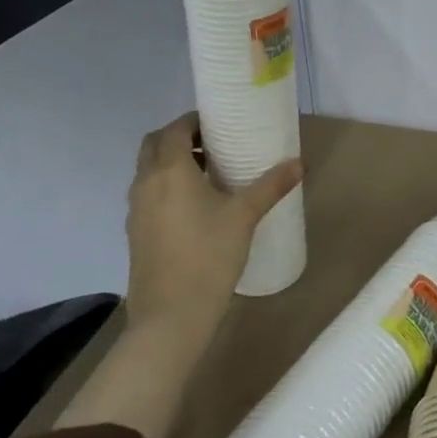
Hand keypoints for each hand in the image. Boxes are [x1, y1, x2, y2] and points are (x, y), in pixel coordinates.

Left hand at [124, 112, 302, 334]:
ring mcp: (136, 209)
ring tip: (208, 174)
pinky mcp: (136, 232)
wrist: (171, 316)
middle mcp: (145, 183)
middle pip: (154, 145)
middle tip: (213, 145)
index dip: (194, 121)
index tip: (220, 124)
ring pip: (148, 170)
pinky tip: (195, 207)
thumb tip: (300, 163)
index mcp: (169, 170)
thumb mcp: (245, 216)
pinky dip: (165, 186)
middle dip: (180, 138)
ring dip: (171, 162)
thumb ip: (271, 185)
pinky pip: (148, 194)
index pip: (175, 129)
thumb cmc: (208, 256)